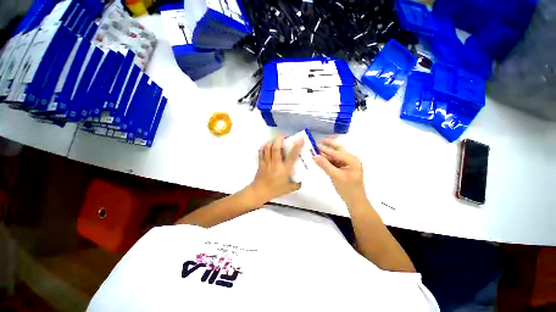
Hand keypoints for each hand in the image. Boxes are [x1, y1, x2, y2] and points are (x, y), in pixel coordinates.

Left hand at [249, 136, 303, 203]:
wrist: (260, 192)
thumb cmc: (275, 190)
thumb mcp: (289, 189)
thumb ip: (297, 184)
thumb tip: (302, 180)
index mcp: (284, 169)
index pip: (292, 155)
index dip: (297, 146)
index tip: (300, 138)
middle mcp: (275, 163)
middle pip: (276, 147)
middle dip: (280, 139)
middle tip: (285, 137)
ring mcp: (266, 162)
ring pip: (268, 147)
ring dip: (273, 141)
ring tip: (277, 140)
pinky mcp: (260, 162)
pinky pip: (261, 151)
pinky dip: (264, 146)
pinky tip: (268, 145)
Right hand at [313, 139, 367, 206]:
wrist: (355, 201)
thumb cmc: (348, 189)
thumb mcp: (335, 176)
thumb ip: (325, 165)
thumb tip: (314, 156)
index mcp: (352, 160)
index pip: (337, 152)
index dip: (325, 149)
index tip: (315, 146)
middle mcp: (351, 159)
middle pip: (338, 150)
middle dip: (329, 146)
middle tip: (319, 142)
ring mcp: (347, 164)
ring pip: (335, 156)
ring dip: (327, 154)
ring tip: (316, 151)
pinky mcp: (343, 168)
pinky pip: (335, 161)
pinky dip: (328, 160)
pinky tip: (321, 159)